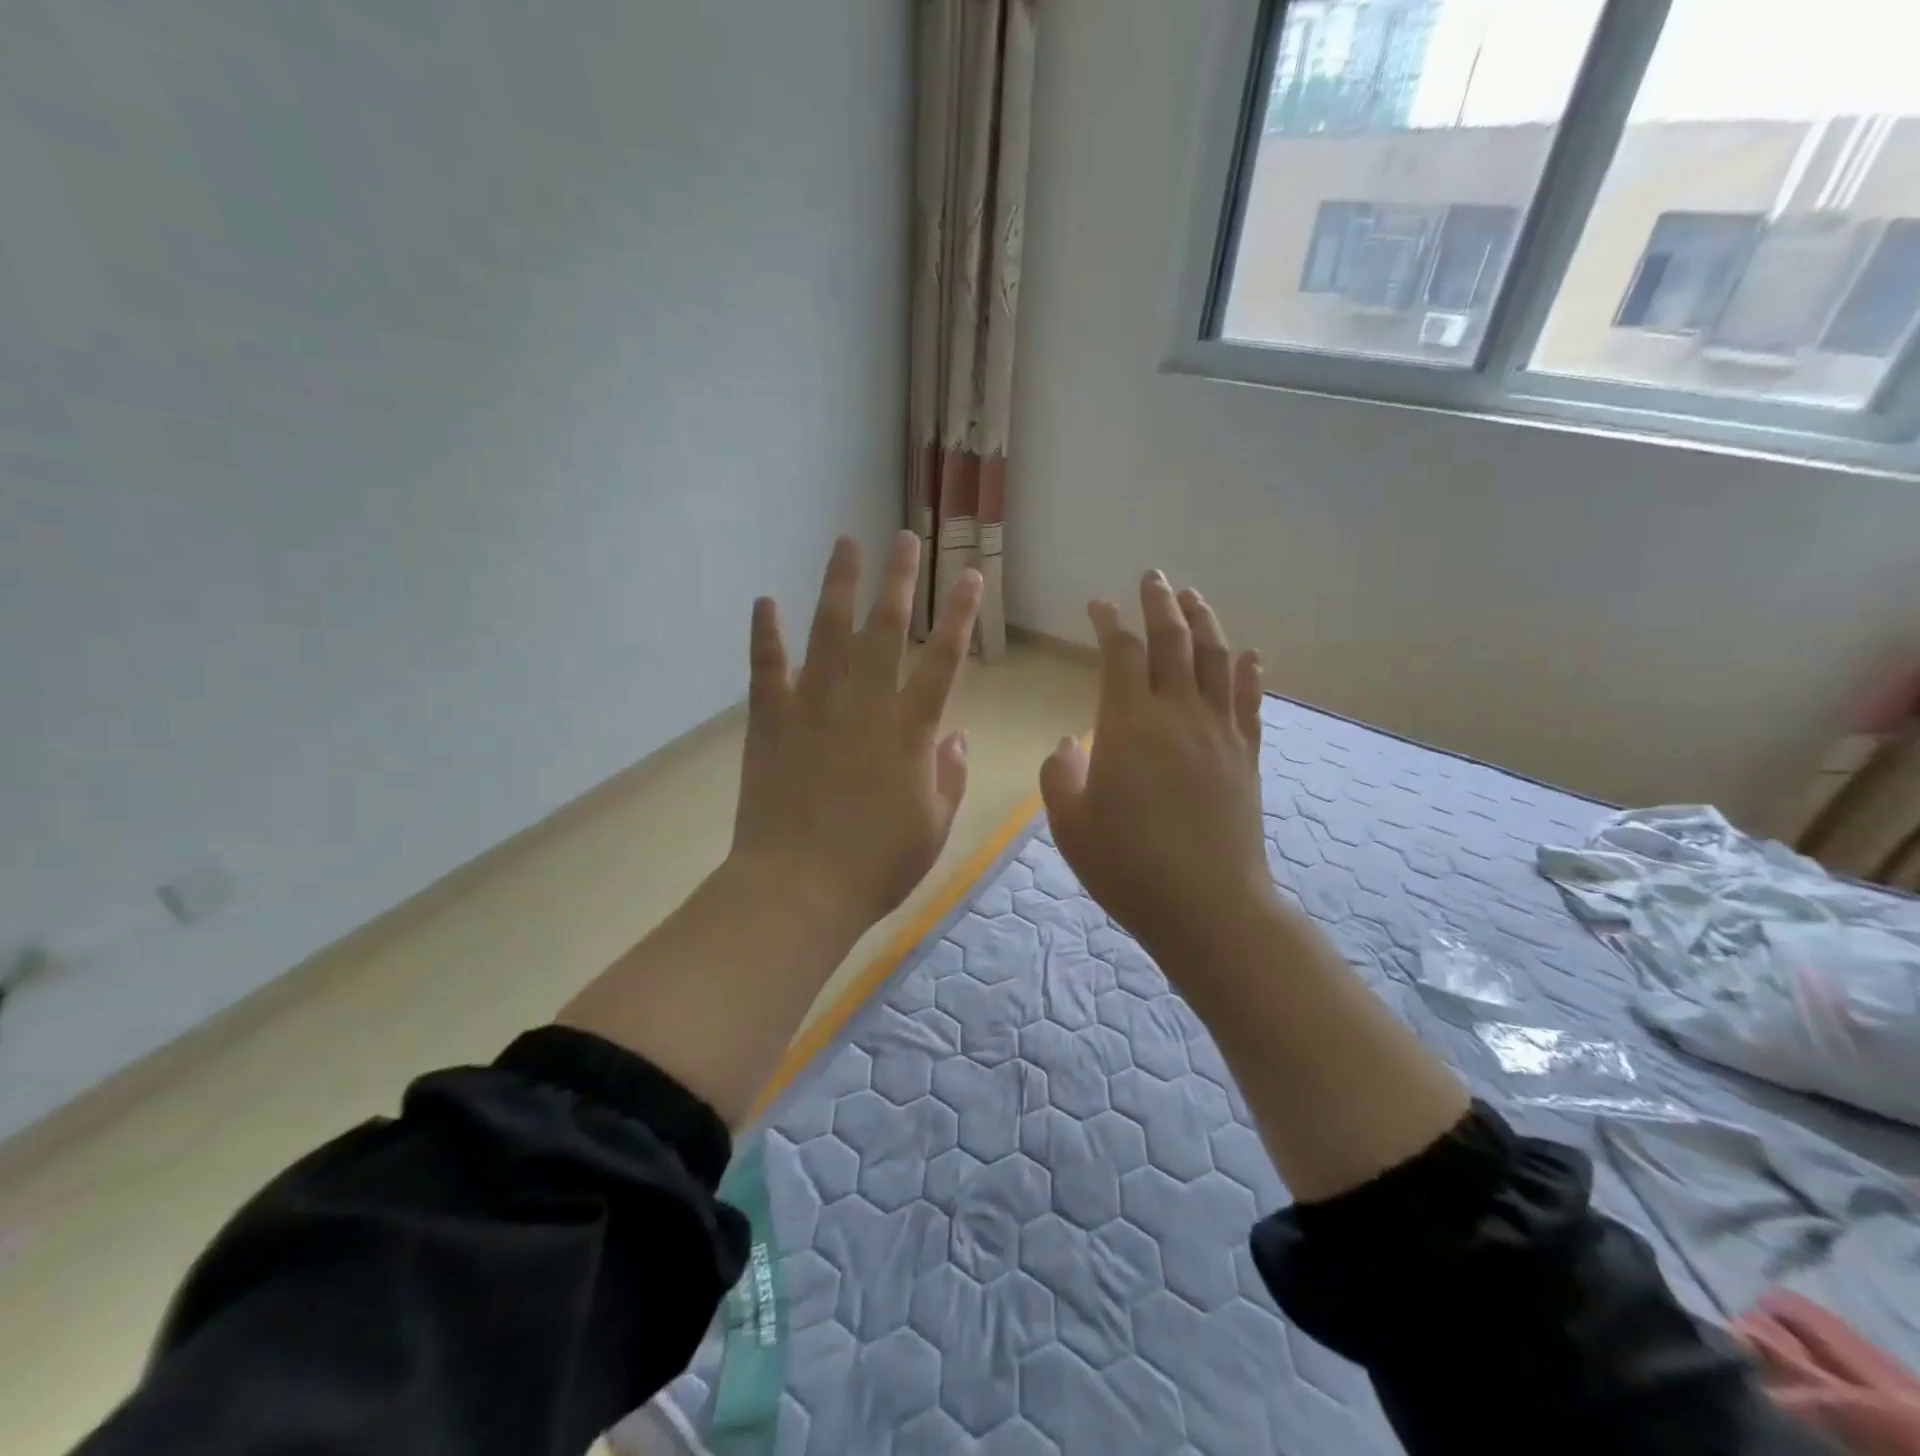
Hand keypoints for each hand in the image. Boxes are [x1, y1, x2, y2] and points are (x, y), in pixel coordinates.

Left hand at [730, 531, 981, 931]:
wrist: (799, 887)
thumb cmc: (876, 865)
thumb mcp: (933, 827)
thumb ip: (949, 776)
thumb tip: (956, 735)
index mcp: (910, 729)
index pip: (944, 658)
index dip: (961, 614)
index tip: (971, 576)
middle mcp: (865, 703)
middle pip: (886, 628)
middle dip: (900, 579)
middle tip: (906, 538)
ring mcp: (813, 706)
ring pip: (828, 631)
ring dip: (838, 584)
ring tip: (846, 542)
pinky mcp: (771, 720)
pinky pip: (767, 667)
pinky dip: (766, 633)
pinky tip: (765, 601)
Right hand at [1040, 570, 1273, 961]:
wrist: (1207, 906)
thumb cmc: (1127, 866)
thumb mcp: (1070, 824)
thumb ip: (1061, 774)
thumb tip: (1070, 742)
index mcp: (1129, 725)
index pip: (1120, 654)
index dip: (1109, 623)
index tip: (1099, 604)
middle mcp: (1177, 714)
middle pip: (1172, 641)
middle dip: (1160, 604)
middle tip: (1153, 577)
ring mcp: (1219, 733)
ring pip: (1214, 660)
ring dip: (1204, 622)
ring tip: (1193, 597)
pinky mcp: (1246, 756)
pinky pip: (1248, 702)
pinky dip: (1247, 673)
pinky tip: (1248, 654)